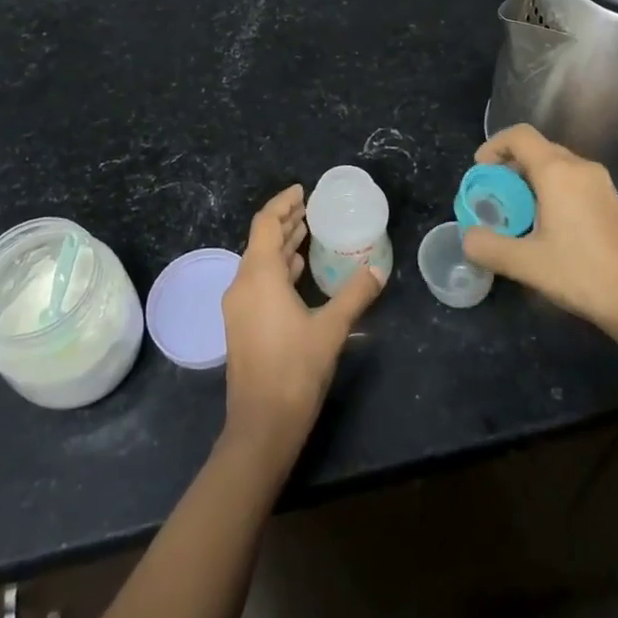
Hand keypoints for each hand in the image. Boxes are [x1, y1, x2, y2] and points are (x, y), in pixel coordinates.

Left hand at [221, 185, 385, 460]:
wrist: (261, 427)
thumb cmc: (295, 370)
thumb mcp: (332, 328)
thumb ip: (355, 294)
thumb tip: (378, 268)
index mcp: (259, 276)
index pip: (265, 223)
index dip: (283, 203)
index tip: (303, 191)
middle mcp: (242, 284)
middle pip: (260, 240)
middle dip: (285, 221)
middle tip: (312, 208)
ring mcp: (238, 307)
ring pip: (258, 263)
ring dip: (281, 245)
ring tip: (307, 232)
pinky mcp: (241, 326)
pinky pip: (258, 282)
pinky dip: (277, 269)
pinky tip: (298, 272)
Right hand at [461, 124, 617, 357]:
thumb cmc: (583, 274)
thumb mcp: (526, 263)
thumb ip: (489, 247)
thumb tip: (467, 237)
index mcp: (558, 172)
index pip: (519, 136)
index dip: (493, 145)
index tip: (480, 172)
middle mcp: (581, 168)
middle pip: (537, 150)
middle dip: (509, 167)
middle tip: (493, 198)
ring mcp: (601, 184)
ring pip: (556, 167)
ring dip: (530, 182)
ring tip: (516, 215)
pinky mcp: (612, 203)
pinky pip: (573, 183)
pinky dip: (551, 193)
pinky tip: (547, 228)